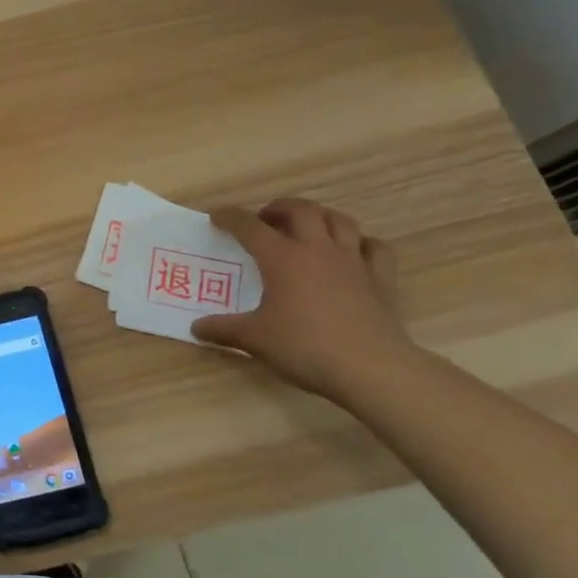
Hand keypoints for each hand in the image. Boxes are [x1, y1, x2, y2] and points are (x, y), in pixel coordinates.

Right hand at [193, 199, 415, 400]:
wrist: (372, 369)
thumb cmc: (306, 347)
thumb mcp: (255, 340)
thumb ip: (223, 329)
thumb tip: (196, 328)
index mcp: (282, 258)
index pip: (249, 226)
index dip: (229, 217)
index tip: (216, 216)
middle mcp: (317, 250)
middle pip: (301, 209)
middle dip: (279, 208)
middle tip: (266, 220)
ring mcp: (353, 262)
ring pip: (339, 220)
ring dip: (320, 217)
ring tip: (307, 228)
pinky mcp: (381, 279)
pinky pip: (374, 247)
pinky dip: (360, 243)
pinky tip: (351, 253)